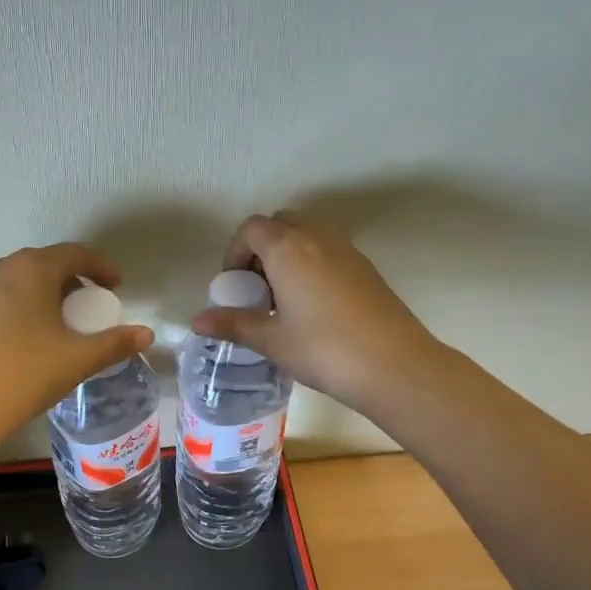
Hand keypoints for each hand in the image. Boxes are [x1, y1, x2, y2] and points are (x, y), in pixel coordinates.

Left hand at [0, 243, 153, 445]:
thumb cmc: (26, 372)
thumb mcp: (78, 358)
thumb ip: (115, 343)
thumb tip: (147, 334)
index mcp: (33, 268)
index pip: (75, 254)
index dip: (101, 267)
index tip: (117, 287)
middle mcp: (3, 267)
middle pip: (48, 264)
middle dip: (75, 281)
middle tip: (93, 306)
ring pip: (25, 279)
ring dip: (50, 293)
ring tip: (66, 321)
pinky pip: (7, 295)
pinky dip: (28, 304)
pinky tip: (36, 334)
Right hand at [190, 214, 441, 417]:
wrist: (394, 365)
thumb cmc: (323, 350)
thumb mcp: (272, 340)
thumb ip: (234, 324)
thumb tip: (196, 321)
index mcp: (289, 248)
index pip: (252, 228)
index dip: (235, 252)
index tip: (234, 286)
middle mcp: (318, 238)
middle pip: (281, 224)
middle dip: (261, 249)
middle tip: (256, 289)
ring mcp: (347, 250)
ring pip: (308, 236)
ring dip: (287, 256)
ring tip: (282, 300)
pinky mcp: (366, 268)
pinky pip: (329, 252)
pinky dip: (311, 265)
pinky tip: (312, 308)